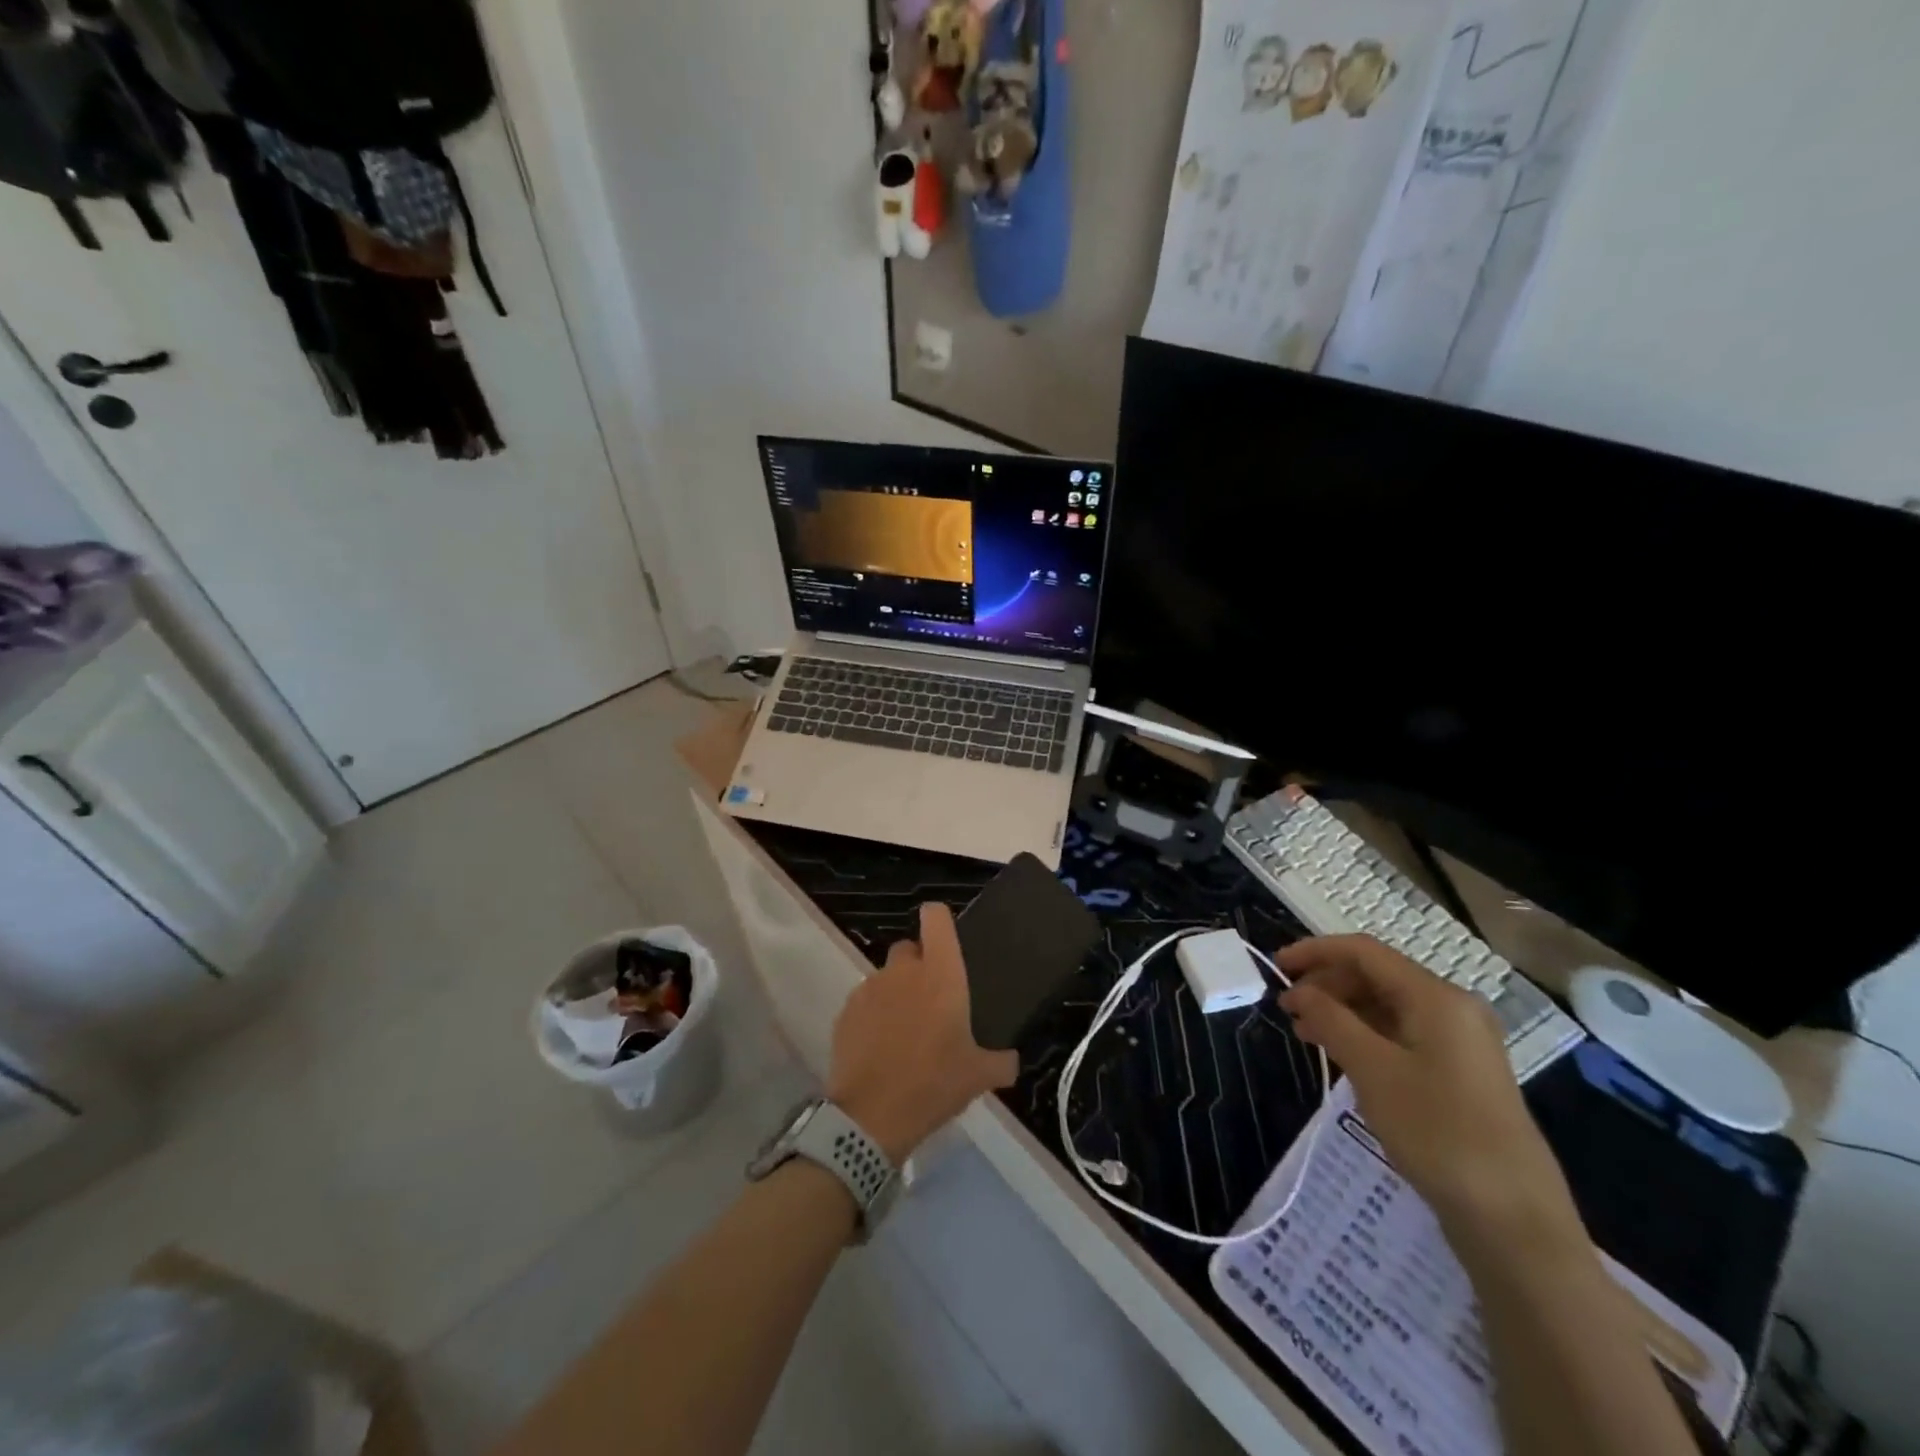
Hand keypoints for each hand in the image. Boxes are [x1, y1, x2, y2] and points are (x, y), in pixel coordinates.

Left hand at [827, 903, 1018, 1163]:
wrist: (871, 1116)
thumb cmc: (933, 1083)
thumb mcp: (979, 1077)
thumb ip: (1001, 1062)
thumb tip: (1012, 1061)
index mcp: (940, 973)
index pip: (936, 917)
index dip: (940, 921)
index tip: (948, 941)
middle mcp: (903, 970)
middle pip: (910, 948)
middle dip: (919, 965)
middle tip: (932, 1001)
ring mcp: (870, 988)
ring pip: (886, 977)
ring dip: (897, 994)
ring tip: (906, 1032)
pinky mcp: (846, 1011)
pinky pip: (865, 1002)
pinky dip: (874, 1016)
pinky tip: (881, 1048)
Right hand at [1278, 935, 1582, 1251]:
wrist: (1514, 1219)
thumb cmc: (1438, 1132)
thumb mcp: (1373, 1070)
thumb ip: (1331, 1020)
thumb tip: (1301, 991)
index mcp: (1436, 997)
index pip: (1365, 952)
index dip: (1316, 952)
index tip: (1277, 967)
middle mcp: (1452, 1008)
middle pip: (1377, 976)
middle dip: (1327, 984)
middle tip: (1287, 1009)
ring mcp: (1460, 1042)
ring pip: (1388, 1006)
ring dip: (1342, 1011)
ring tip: (1305, 1033)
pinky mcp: (1459, 1073)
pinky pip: (1402, 1034)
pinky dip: (1365, 1035)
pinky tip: (1341, 1055)